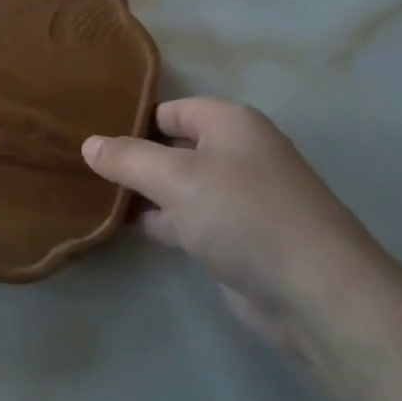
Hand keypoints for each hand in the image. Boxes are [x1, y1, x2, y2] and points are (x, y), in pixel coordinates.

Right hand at [83, 99, 391, 364]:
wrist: (316, 292)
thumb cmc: (243, 214)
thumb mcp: (176, 178)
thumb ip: (129, 158)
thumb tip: (89, 143)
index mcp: (230, 123)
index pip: (171, 108)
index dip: (133, 119)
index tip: (91, 134)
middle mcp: (237, 153)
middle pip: (175, 146)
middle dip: (135, 158)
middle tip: (85, 167)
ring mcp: (240, 199)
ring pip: (180, 186)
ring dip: (145, 193)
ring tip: (94, 196)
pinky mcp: (239, 239)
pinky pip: (190, 219)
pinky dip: (162, 222)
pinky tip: (127, 229)